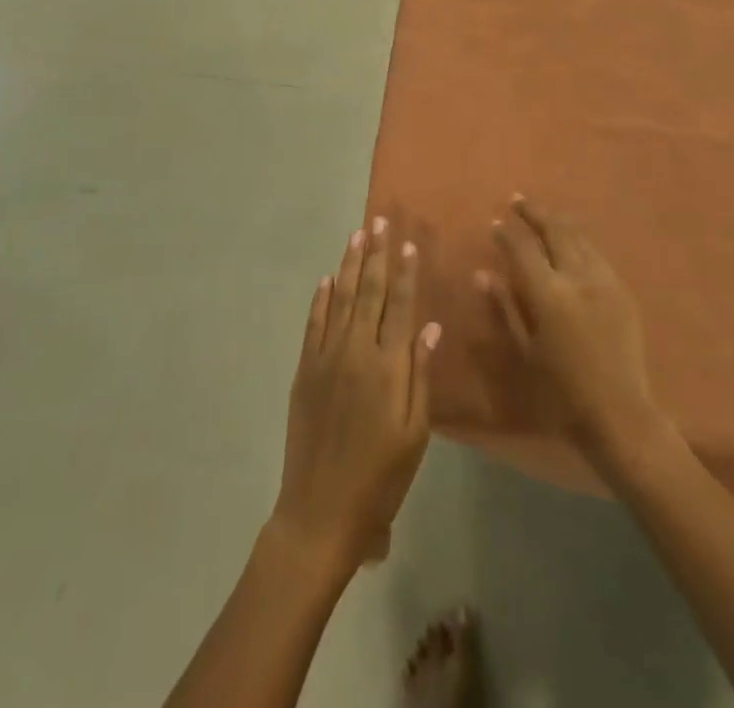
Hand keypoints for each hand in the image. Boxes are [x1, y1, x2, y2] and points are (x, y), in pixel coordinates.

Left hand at [273, 218, 440, 573]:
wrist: (320, 511)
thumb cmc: (380, 477)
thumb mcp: (414, 433)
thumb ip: (421, 376)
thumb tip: (429, 327)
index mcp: (388, 366)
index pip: (400, 306)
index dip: (406, 273)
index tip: (409, 243)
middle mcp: (356, 352)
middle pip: (370, 293)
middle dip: (377, 255)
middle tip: (379, 222)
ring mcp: (326, 358)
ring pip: (342, 300)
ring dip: (351, 266)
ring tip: (357, 236)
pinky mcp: (304, 371)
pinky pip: (314, 325)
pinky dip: (321, 300)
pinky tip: (327, 280)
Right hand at [477, 196, 668, 466]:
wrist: (620, 413)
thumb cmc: (561, 392)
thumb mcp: (525, 351)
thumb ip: (504, 307)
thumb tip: (482, 274)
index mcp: (549, 295)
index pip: (523, 249)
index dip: (507, 234)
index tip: (495, 222)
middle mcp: (578, 278)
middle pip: (555, 231)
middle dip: (535, 212)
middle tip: (518, 199)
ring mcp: (604, 281)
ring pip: (579, 237)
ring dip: (559, 222)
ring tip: (544, 215)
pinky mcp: (622, 290)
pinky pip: (597, 254)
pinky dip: (580, 241)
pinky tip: (573, 243)